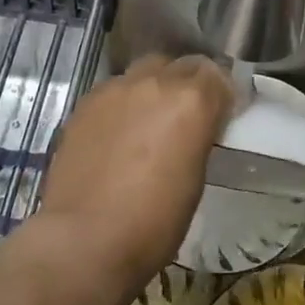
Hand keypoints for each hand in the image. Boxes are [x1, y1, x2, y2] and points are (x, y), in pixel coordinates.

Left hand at [39, 54, 232, 286]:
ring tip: (148, 121)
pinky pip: (114, 91)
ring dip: (153, 89)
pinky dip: (123, 103)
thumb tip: (194, 129)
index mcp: (191, 101)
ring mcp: (115, 89)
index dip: (220, 93)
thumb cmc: (154, 222)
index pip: (216, 75)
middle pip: (181, 65)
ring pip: (144, 72)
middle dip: (188, 82)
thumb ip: (198, 137)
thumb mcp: (195, 178)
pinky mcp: (85, 103)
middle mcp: (155, 83)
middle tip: (186, 114)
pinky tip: (117, 133)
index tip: (220, 113)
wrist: (84, 239)